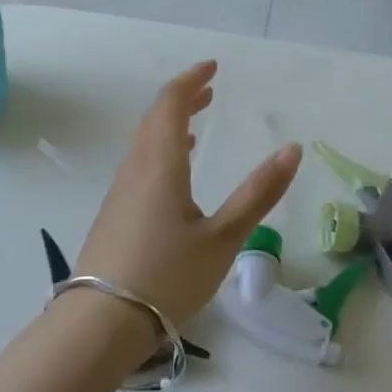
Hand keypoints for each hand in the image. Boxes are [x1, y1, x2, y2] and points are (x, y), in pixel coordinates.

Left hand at [78, 60, 302, 326]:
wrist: (100, 324)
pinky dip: (160, 150)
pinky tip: (173, 174)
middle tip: (209, 89)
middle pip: (154, 118)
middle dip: (182, 98)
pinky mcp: (114, 214)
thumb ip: (258, 193)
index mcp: (160, 165)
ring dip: (169, 124)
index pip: (170, 104)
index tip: (213, 67)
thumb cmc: (167, 277)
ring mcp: (120, 192)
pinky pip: (139, 165)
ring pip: (144, 143)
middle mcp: (135, 169)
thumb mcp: (223, 238)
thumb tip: (291, 149)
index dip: (191, 80)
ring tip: (194, 124)